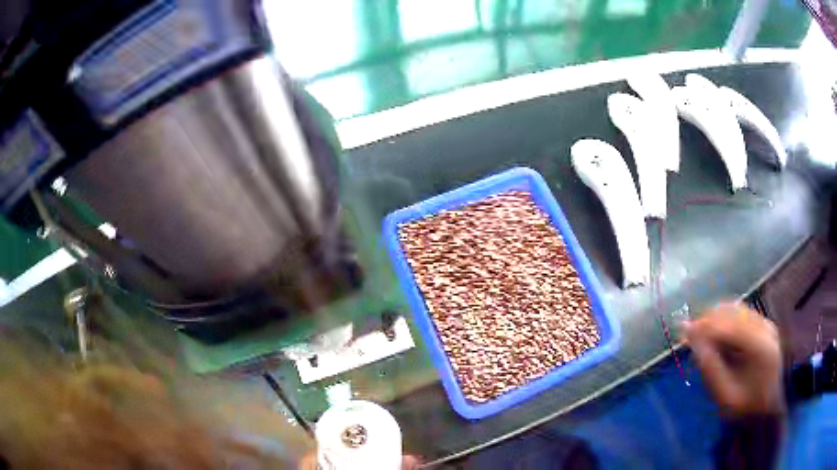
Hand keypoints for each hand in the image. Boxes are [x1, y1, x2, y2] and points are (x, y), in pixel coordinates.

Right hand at [682, 303, 782, 416]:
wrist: (771, 404)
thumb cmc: (746, 405)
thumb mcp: (725, 395)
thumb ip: (709, 367)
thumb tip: (692, 339)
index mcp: (758, 346)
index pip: (726, 325)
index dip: (703, 325)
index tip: (682, 330)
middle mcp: (764, 327)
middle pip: (732, 311)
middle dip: (708, 319)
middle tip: (689, 333)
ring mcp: (766, 324)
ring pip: (737, 309)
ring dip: (717, 318)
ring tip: (701, 333)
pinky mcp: (765, 325)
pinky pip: (742, 314)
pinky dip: (726, 320)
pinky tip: (717, 333)